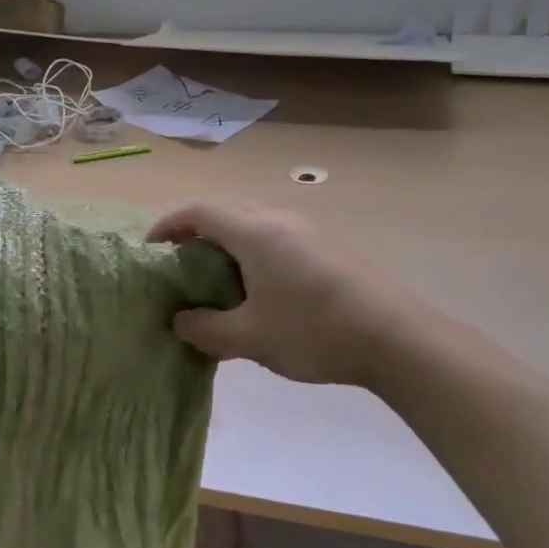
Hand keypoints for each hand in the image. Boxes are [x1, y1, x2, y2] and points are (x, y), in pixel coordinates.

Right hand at [148, 201, 434, 388]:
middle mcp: (278, 219)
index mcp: (254, 232)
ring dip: (226, 240)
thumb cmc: (314, 331)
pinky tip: (259, 288)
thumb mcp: (250, 338)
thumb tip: (181, 322)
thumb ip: (206, 329)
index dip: (168, 225)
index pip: (198, 211)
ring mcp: (308, 230)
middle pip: (225, 209)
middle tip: (180, 264)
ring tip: (216, 278)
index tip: (151, 250)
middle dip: (195, 230)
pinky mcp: (328, 246)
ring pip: (253, 220)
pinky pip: (276, 235)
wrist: (397, 338)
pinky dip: (252, 250)